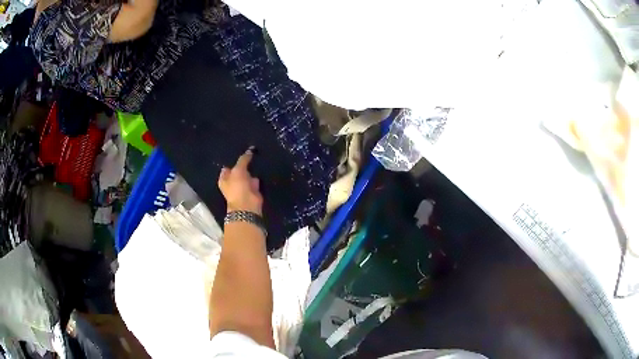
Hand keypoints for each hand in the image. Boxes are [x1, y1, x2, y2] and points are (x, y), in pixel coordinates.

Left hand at [218, 148, 262, 214]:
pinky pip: (254, 180)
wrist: (248, 205)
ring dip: (250, 170)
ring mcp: (242, 187)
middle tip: (250, 155)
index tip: (240, 153)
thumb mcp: (238, 170)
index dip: (233, 161)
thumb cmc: (238, 187)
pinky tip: (261, 169)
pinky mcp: (252, 190)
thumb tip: (250, 150)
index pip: (227, 167)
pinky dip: (257, 177)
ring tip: (256, 159)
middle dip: (243, 165)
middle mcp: (232, 183)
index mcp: (224, 179)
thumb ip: (243, 159)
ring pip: (246, 175)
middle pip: (237, 171)